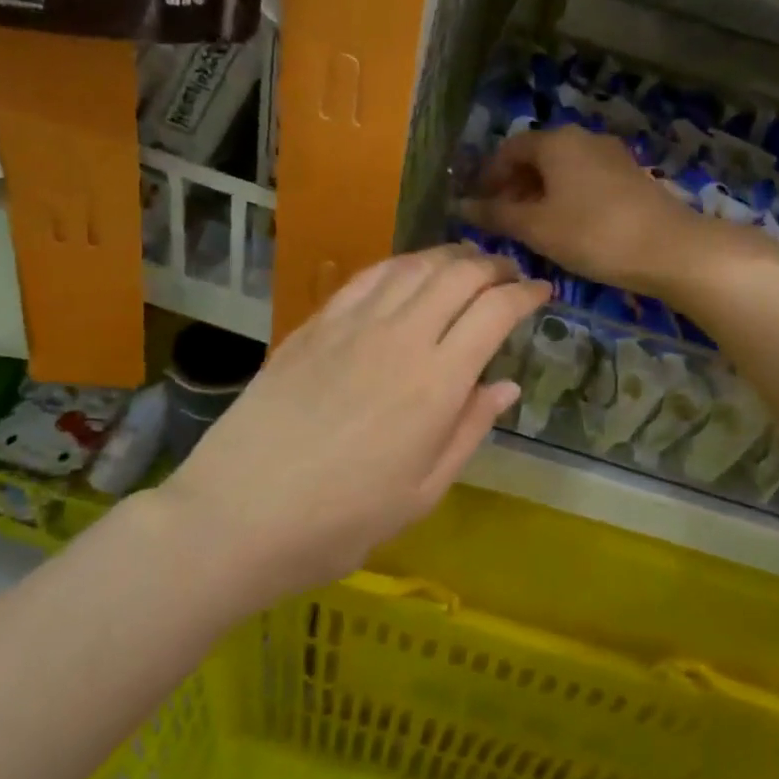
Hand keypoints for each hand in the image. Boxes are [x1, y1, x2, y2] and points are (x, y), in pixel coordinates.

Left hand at [154, 247, 550, 612]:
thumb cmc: (340, 521)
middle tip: (510, 275)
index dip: (526, 294)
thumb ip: (468, 431)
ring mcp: (352, 325)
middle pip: (458, 275)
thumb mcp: (422, 493)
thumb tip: (506, 386)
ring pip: (414, 266)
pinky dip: (402, 264)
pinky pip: (368, 277)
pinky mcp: (315, 325)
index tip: (542, 292)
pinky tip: (410, 272)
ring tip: (468, 263)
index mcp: (436, 383)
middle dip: (494, 266)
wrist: (236, 516)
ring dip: (450, 256)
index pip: (494, 312)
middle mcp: (400, 338)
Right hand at [463, 126, 711, 293]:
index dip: (488, 176)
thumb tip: (462, 206)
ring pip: (563, 170)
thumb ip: (496, 215)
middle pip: (537, 156)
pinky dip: (566, 198)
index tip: (477, 205)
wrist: (669, 248)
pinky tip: (566, 228)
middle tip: (501, 220)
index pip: (509, 149)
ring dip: (540, 194)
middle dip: (514, 186)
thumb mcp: (537, 227)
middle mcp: (583, 138)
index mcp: (556, 142)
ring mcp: (611, 155)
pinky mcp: (631, 176)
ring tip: (531, 228)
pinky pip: (585, 180)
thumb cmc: (592, 233)